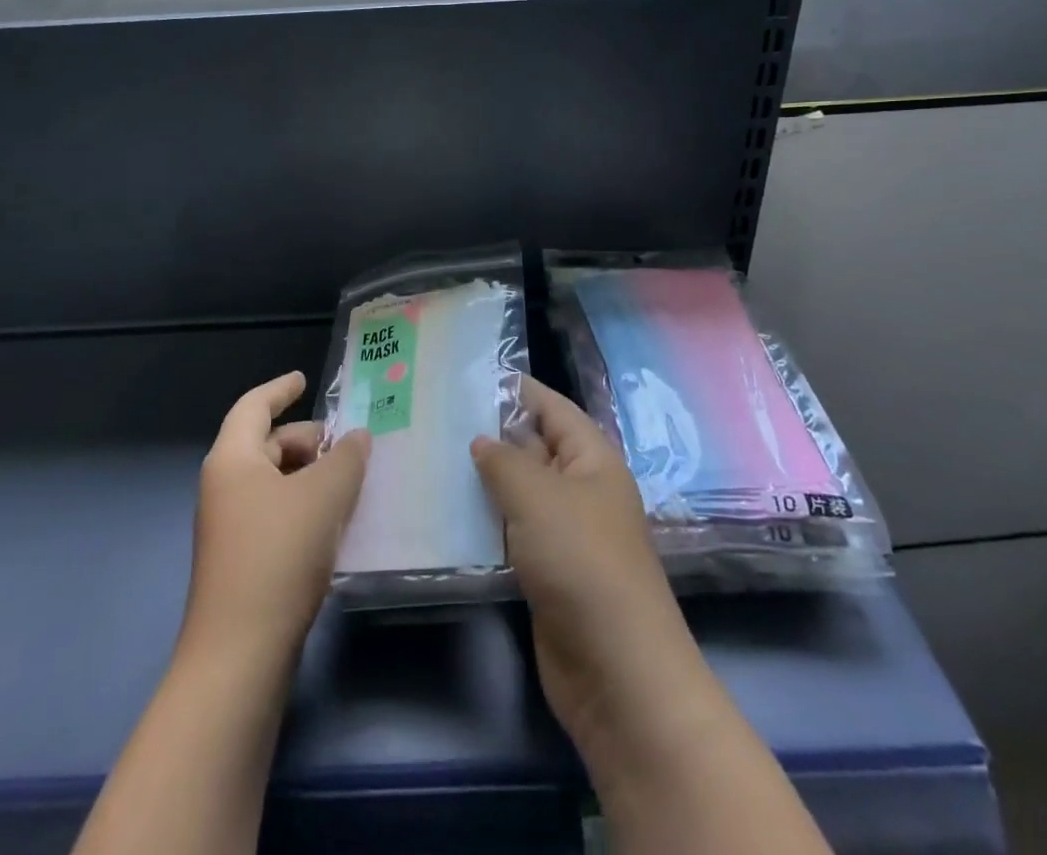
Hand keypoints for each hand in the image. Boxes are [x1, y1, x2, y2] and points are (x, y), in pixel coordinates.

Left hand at [183, 371, 370, 666]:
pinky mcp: (241, 562)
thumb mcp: (323, 496)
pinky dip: (304, 506)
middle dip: (306, 439)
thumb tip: (357, 438)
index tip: (304, 380)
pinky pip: (276, 514)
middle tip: (348, 445)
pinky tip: (335, 523)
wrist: (239, 657)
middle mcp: (224, 487)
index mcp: (232, 459)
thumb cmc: (278, 556)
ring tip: (350, 482)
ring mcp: (229, 527)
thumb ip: (346, 458)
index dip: (280, 388)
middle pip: (266, 444)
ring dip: (309, 475)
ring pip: (273, 482)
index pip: (254, 406)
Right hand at [470, 379, 706, 767]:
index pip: (551, 407)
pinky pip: (512, 532)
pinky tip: (446, 513)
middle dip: (489, 433)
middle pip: (532, 447)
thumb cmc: (582, 561)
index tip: (466, 375)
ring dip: (483, 480)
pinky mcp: (547, 571)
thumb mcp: (539, 496)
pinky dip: (485, 521)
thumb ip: (504, 461)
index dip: (514, 389)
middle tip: (434, 416)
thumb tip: (481, 441)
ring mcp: (564, 532)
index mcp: (592, 458)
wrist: (616, 671)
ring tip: (430, 457)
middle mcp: (580, 488)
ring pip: (519, 492)